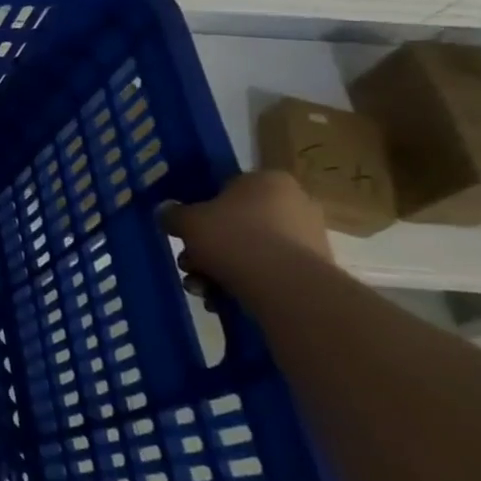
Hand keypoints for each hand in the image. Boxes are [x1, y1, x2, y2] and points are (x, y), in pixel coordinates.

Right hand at [162, 170, 332, 286]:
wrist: (285, 287)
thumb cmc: (233, 238)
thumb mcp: (187, 221)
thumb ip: (172, 214)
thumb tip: (166, 212)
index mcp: (268, 181)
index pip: (227, 188)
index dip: (201, 209)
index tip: (186, 230)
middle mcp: (295, 203)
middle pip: (236, 223)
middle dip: (207, 247)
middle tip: (189, 264)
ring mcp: (309, 238)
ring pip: (250, 250)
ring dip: (219, 269)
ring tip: (201, 289)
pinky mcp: (314, 271)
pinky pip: (268, 272)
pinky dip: (244, 284)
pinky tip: (222, 300)